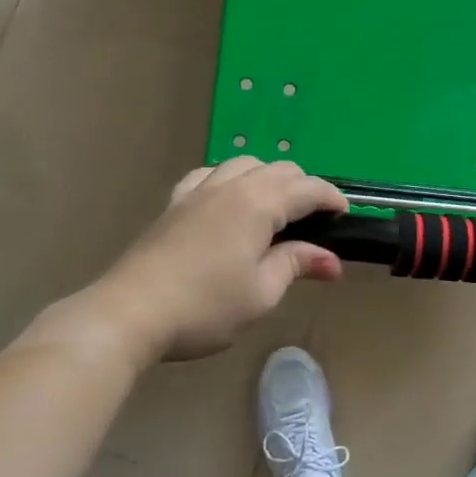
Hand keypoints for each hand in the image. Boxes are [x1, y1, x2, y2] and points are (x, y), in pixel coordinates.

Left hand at [96, 159, 347, 361]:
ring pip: (244, 163)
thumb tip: (332, 261)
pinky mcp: (175, 203)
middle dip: (304, 187)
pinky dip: (231, 179)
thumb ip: (297, 265)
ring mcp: (199, 190)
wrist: (129, 313)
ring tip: (275, 207)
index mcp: (259, 203)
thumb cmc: (205, 306)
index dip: (332, 198)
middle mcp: (231, 185)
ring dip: (269, 178)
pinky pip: (210, 174)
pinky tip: (228, 200)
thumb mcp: (261, 292)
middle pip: (279, 169)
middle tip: (315, 220)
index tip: (345, 216)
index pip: (307, 188)